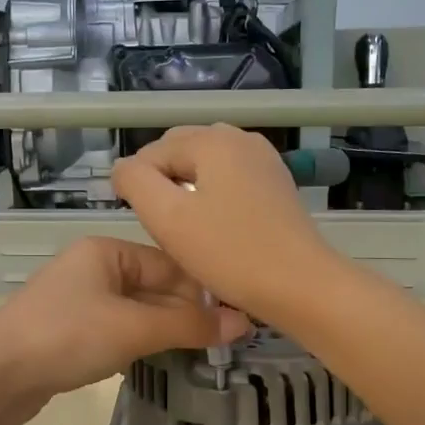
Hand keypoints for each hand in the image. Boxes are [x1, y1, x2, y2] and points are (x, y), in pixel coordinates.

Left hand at [0, 236, 249, 424]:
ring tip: (205, 355)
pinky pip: (118, 333)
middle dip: (187, 315)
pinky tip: (163, 363)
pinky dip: (140, 345)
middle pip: (155, 289)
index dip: (205, 291)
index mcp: (106, 252)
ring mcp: (79, 302)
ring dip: (166, 333)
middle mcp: (93, 269)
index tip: (240, 318)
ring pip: (138, 313)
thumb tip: (243, 323)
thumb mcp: (134, 328)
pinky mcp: (70, 333)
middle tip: (228, 343)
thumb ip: (189, 325)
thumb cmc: (67, 337)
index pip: (171, 265)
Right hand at [112, 125, 337, 324]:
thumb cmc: (229, 253)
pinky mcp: (276, 184)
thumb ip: (135, 182)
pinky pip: (230, 180)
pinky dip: (213, 198)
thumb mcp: (168, 217)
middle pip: (181, 151)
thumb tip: (124, 168)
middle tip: (162, 228)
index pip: (153, 151)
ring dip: (187, 191)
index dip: (137, 185)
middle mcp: (241, 138)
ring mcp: (264, 160)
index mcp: (213, 139)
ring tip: (185, 230)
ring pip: (205, 167)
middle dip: (162, 183)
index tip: (141, 223)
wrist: (301, 286)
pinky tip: (214, 229)